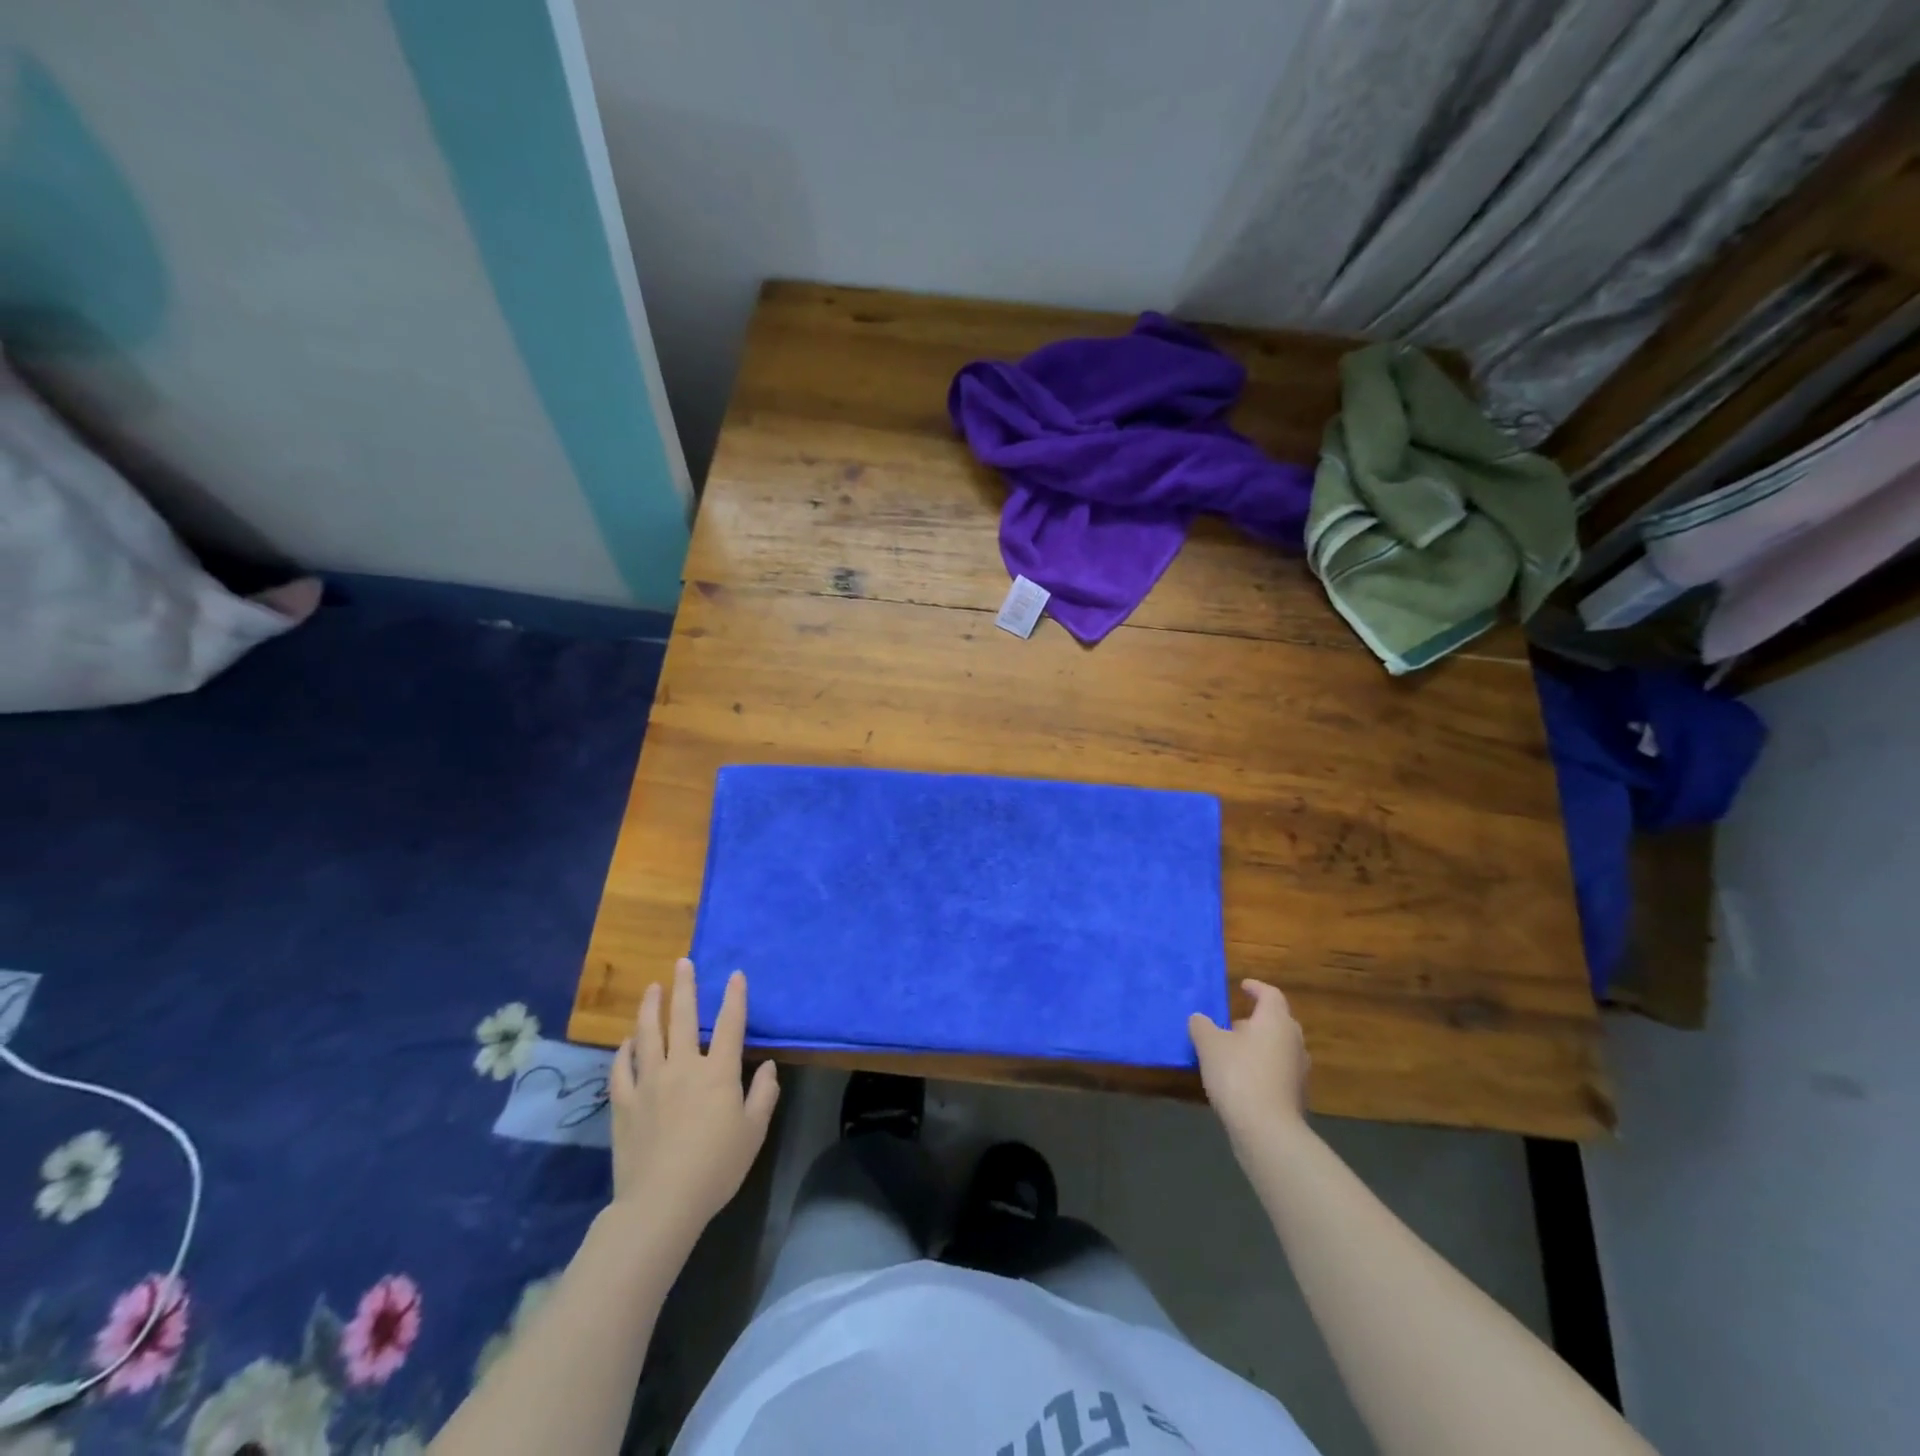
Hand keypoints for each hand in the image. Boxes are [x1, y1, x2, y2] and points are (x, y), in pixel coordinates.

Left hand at [609, 959, 779, 1246]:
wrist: (661, 1202)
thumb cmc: (716, 1167)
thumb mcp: (753, 1132)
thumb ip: (764, 1094)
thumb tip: (768, 1066)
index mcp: (718, 1072)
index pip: (730, 1024)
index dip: (735, 997)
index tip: (735, 975)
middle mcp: (683, 1066)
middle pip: (683, 1017)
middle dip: (685, 987)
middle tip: (682, 962)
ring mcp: (649, 1082)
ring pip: (648, 1034)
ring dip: (650, 1007)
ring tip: (652, 988)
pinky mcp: (624, 1102)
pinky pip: (622, 1067)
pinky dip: (625, 1050)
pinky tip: (628, 1041)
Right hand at [1190, 979, 1309, 1148]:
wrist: (1266, 1130)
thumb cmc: (1238, 1074)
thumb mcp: (1208, 1044)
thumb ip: (1202, 1025)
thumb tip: (1199, 1019)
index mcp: (1275, 1021)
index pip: (1270, 994)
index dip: (1256, 988)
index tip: (1243, 986)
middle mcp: (1293, 1040)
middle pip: (1277, 1021)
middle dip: (1256, 1019)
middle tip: (1233, 1022)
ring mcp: (1299, 1070)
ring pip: (1278, 1047)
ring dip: (1259, 1045)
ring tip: (1233, 1051)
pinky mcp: (1296, 1095)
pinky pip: (1278, 1070)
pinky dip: (1262, 1067)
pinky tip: (1242, 1078)